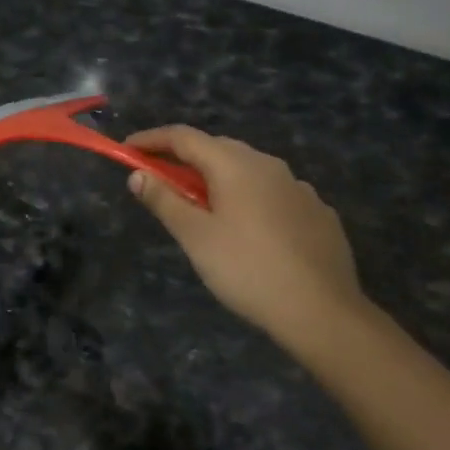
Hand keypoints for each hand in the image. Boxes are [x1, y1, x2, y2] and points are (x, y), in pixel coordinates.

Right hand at [125, 126, 369, 359]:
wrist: (323, 312)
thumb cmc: (247, 270)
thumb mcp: (195, 237)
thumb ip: (164, 200)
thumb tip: (137, 174)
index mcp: (235, 165)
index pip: (184, 137)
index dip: (152, 139)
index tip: (127, 149)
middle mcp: (268, 164)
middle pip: (217, 148)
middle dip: (185, 158)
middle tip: (161, 180)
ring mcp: (299, 187)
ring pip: (248, 170)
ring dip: (219, 178)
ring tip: (205, 207)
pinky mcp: (318, 211)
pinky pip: (274, 192)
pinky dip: (250, 198)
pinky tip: (249, 228)